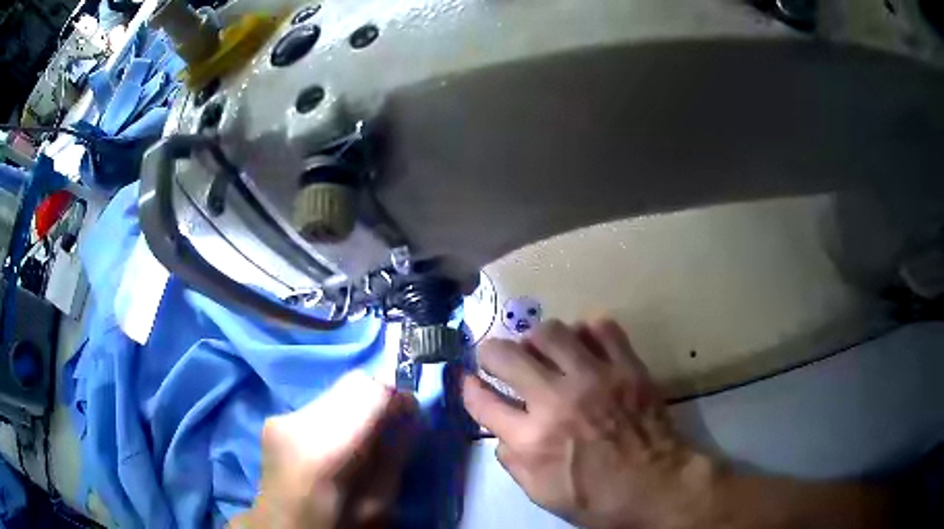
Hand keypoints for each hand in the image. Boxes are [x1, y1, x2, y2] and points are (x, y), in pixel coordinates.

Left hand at [233, 372, 417, 528]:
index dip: (396, 395)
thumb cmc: (338, 524)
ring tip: (361, 439)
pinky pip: (318, 404)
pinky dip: (336, 414)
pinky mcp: (273, 419)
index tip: (410, 412)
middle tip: (390, 425)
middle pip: (352, 383)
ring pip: (335, 391)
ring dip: (356, 406)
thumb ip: (395, 454)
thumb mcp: (380, 502)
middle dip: (377, 399)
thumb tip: (410, 415)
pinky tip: (335, 442)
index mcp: (326, 448)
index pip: (369, 389)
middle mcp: (298, 421)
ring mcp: (280, 418)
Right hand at [463, 319, 716, 528]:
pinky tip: (586, 346)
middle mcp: (557, 402)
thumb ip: (512, 462)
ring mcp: (595, 379)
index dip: (468, 387)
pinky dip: (587, 332)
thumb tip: (501, 431)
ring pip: (550, 331)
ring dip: (537, 339)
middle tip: (497, 357)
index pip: (482, 401)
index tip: (467, 379)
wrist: (657, 486)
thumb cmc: (597, 498)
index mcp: (532, 440)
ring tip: (543, 351)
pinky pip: (601, 327)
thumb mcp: (542, 494)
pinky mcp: (627, 367)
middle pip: (506, 355)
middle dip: (490, 351)